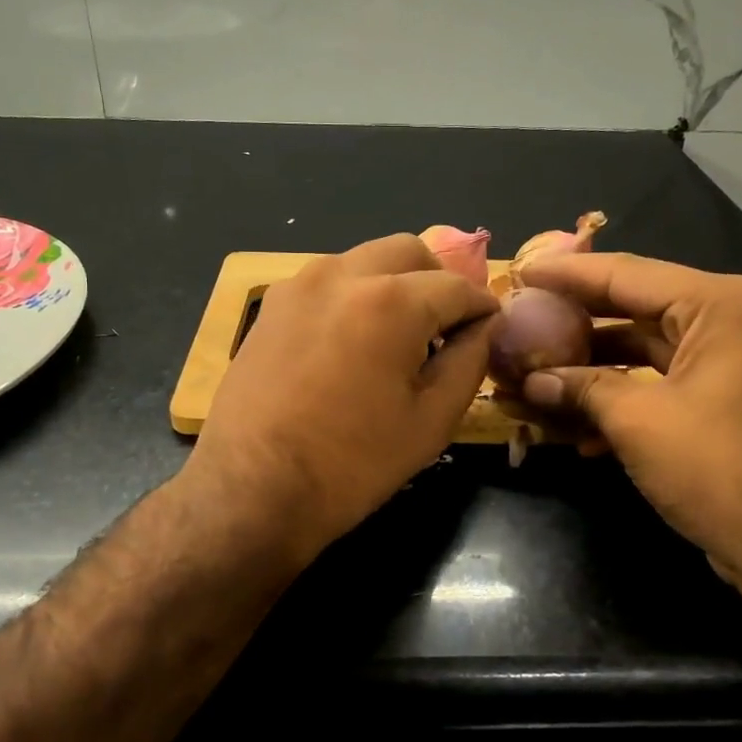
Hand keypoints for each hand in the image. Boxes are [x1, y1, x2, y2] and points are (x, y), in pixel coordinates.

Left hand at [187, 234, 497, 564]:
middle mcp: (342, 274)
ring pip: (364, 260)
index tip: (489, 331)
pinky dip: (353, 296)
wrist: (252, 488)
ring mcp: (298, 285)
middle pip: (408, 252)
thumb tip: (485, 326)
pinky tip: (352, 344)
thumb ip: (469, 361)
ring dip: (393, 284)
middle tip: (444, 330)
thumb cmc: (352, 463)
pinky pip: (327, 282)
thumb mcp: (431, 420)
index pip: (457, 287)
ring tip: (397, 339)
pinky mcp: (271, 306)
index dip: (481, 309)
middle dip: (437, 282)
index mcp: (391, 301)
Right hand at [516, 253, 741, 586]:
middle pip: (632, 309)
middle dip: (572, 323)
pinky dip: (618, 400)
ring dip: (588, 369)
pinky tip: (573, 428)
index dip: (565, 273)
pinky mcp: (721, 402)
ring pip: (641, 351)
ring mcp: (727, 364)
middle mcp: (728, 322)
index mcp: (719, 305)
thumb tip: (531, 381)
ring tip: (531, 377)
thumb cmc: (720, 469)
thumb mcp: (639, 422)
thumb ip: (582, 388)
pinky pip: (657, 385)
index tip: (518, 271)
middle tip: (519, 318)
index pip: (626, 274)